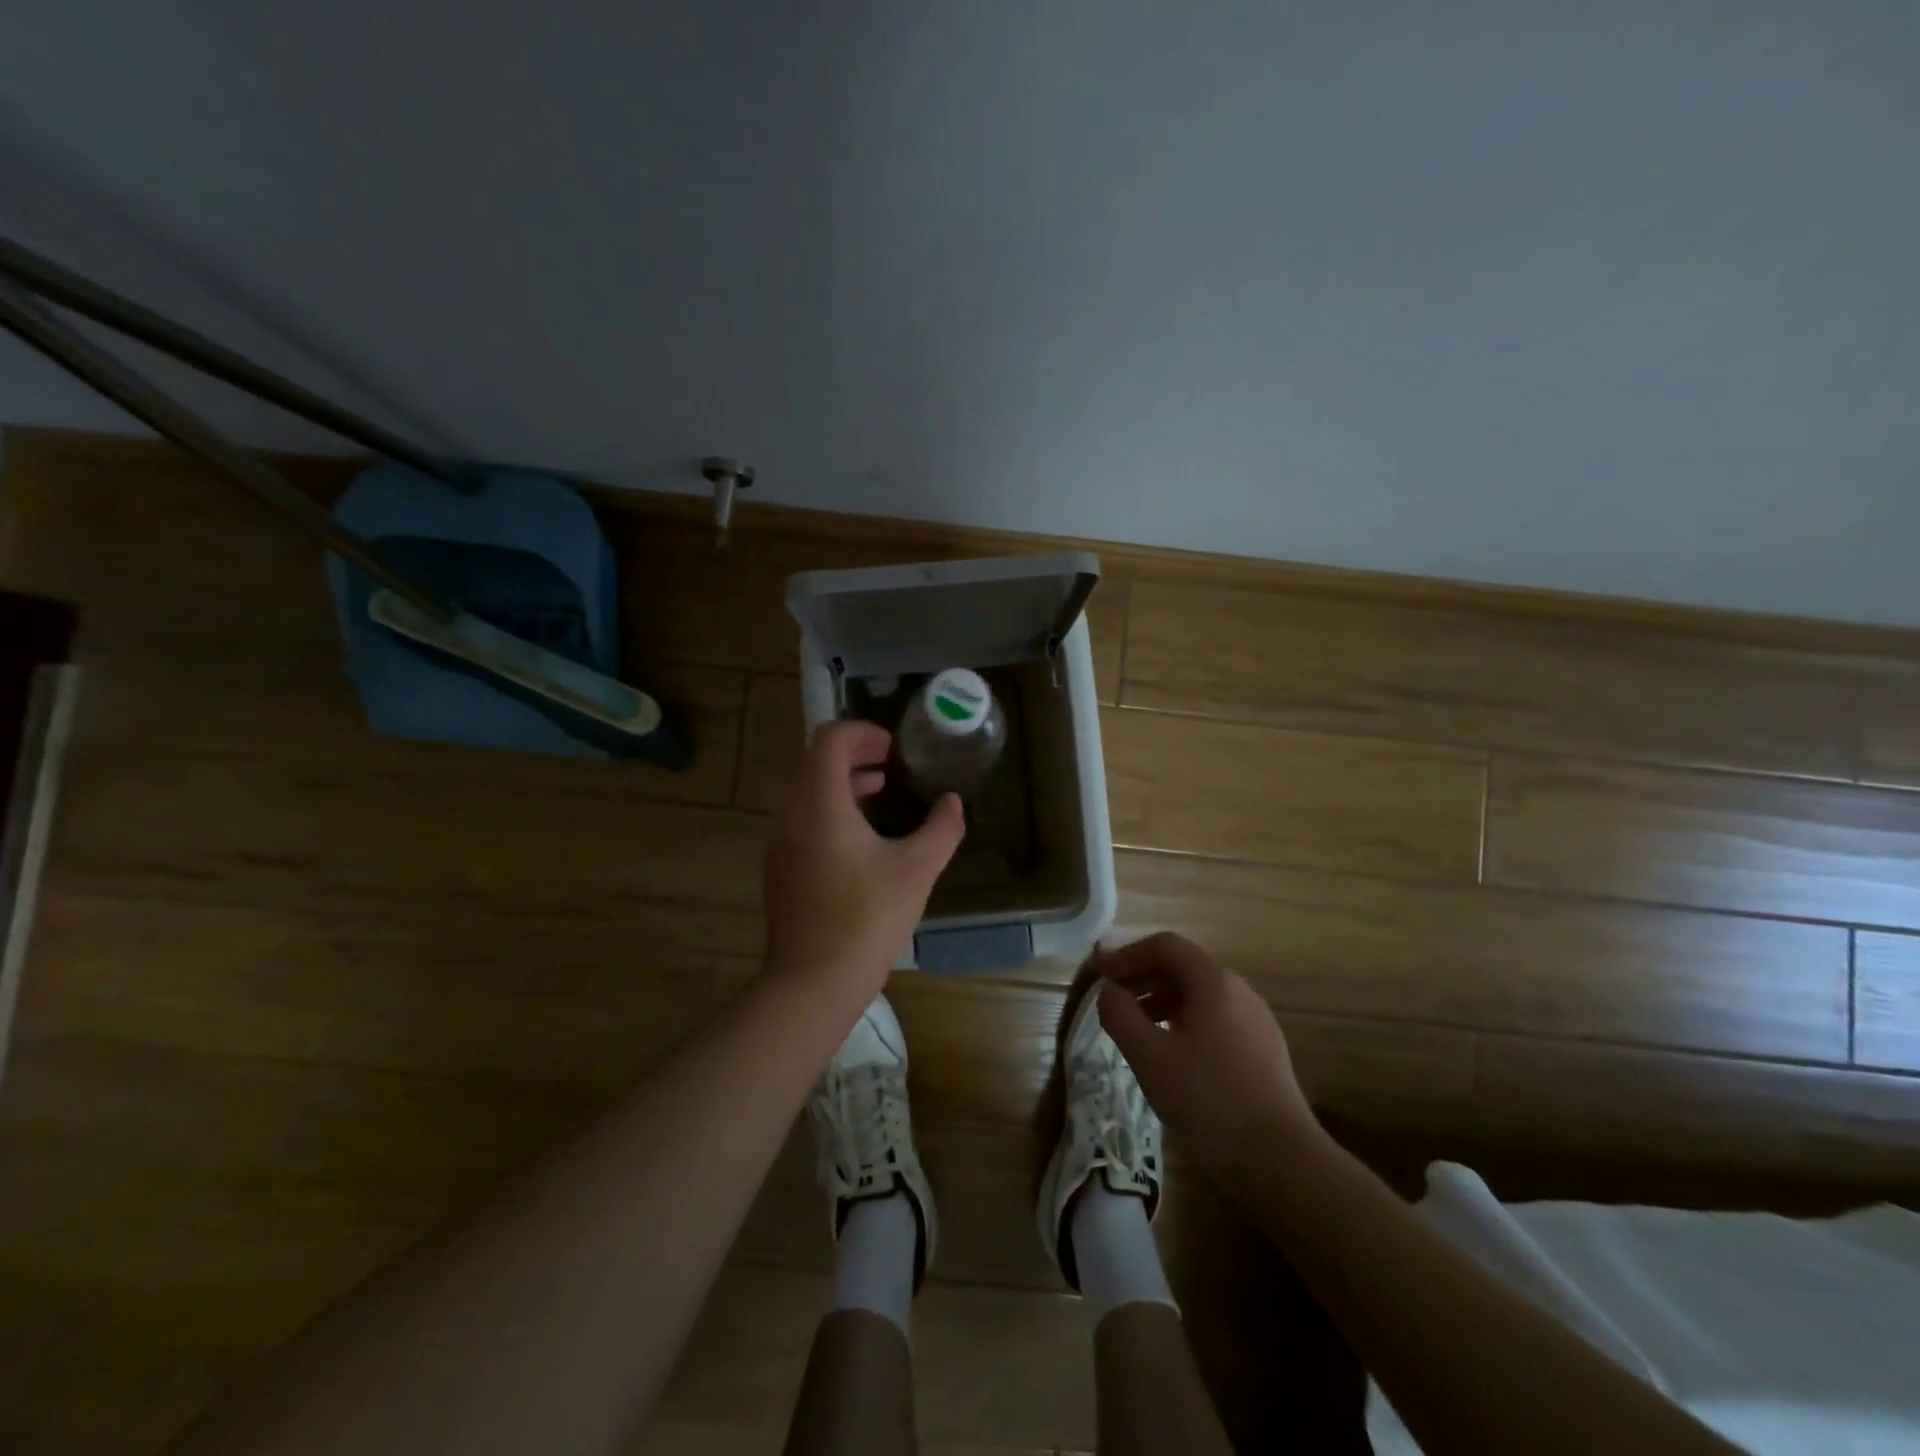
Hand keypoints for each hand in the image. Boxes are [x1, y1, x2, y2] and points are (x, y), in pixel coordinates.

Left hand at [762, 719, 965, 1007]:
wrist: (812, 983)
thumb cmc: (866, 919)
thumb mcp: (917, 870)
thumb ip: (941, 828)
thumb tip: (952, 802)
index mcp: (820, 805)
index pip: (829, 740)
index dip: (862, 732)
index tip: (893, 747)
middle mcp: (791, 816)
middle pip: (816, 762)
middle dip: (855, 755)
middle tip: (892, 765)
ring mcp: (780, 845)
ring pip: (808, 793)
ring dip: (843, 784)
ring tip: (880, 793)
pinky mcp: (780, 870)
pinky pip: (802, 820)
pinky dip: (830, 811)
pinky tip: (861, 839)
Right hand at [1095, 932, 1326, 1182]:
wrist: (1280, 1161)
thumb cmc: (1208, 1100)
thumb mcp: (1149, 1056)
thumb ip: (1120, 1015)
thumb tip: (1109, 991)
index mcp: (1214, 982)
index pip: (1166, 945)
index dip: (1129, 953)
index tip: (1102, 973)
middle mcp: (1239, 991)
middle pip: (1184, 966)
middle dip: (1144, 976)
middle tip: (1113, 999)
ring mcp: (1256, 1021)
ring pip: (1201, 994)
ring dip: (1162, 998)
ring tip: (1136, 1026)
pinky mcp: (1263, 1050)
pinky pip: (1216, 1017)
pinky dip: (1184, 1019)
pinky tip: (1171, 1052)